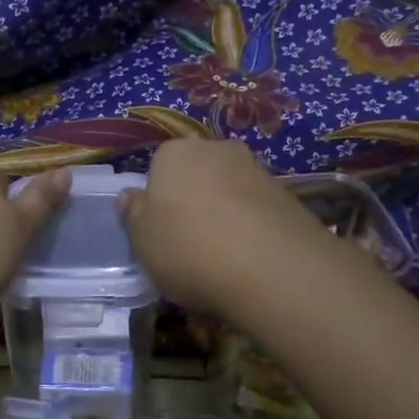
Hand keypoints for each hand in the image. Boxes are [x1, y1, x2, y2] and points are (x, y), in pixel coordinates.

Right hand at [118, 140, 333, 315]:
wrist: (271, 268)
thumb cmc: (188, 248)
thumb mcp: (142, 239)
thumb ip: (133, 214)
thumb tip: (130, 195)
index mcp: (175, 153)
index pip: (158, 169)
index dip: (157, 202)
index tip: (160, 234)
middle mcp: (217, 150)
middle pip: (197, 177)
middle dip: (193, 205)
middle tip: (189, 247)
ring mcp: (257, 171)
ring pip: (229, 195)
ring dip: (224, 219)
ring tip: (222, 261)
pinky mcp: (288, 197)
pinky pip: (256, 213)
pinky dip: (251, 232)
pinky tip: (249, 263)